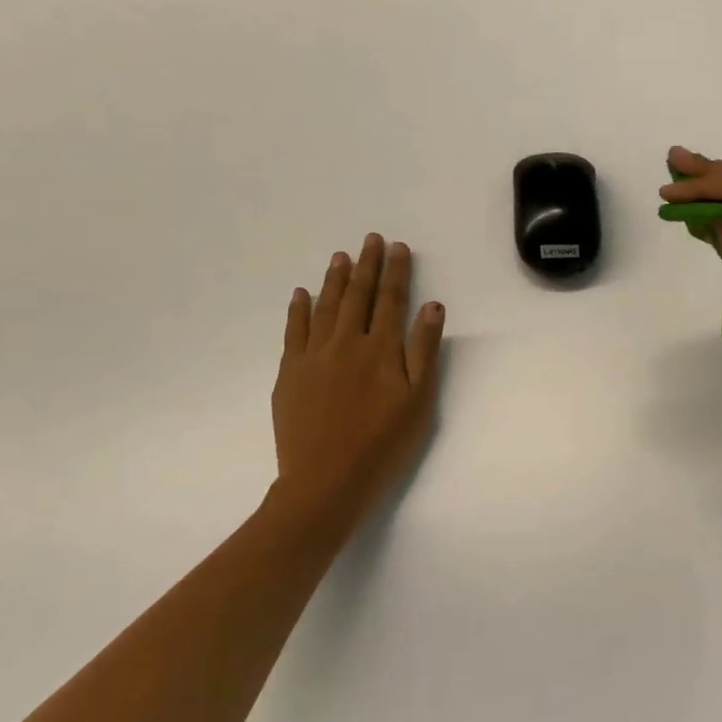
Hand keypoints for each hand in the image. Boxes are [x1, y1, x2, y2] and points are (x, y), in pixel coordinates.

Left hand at [270, 233, 445, 530]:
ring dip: (334, 279)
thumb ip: (424, 350)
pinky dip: (299, 310)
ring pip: (326, 307)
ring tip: (340, 256)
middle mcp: (346, 343)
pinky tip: (302, 294)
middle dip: (366, 265)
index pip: (390, 300)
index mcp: (381, 349)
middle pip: (357, 295)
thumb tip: (431, 306)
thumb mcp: (419, 401)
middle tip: (370, 239)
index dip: (395, 271)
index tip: (398, 247)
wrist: (325, 482)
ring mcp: (313, 357)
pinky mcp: (290, 374)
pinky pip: (294, 332)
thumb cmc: (383, 444)